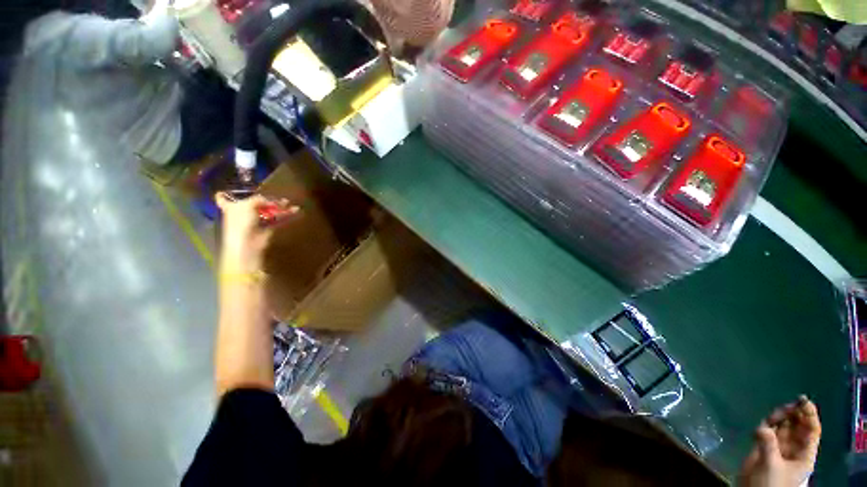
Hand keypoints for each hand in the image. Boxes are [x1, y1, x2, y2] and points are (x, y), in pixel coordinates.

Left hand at [215, 192, 297, 272]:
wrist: (248, 243)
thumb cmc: (241, 222)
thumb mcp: (248, 205)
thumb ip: (258, 199)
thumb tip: (268, 200)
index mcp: (230, 207)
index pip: (222, 199)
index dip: (224, 194)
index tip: (226, 190)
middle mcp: (241, 213)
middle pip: (252, 204)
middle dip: (264, 199)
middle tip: (276, 195)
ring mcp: (254, 221)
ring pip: (267, 211)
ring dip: (278, 207)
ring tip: (288, 202)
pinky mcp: (266, 228)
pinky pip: (276, 219)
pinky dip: (284, 216)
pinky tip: (293, 211)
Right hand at [739, 396, 820, 486]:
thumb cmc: (770, 483)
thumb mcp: (770, 465)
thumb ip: (767, 444)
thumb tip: (762, 426)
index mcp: (804, 454)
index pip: (811, 431)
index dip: (809, 415)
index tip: (804, 401)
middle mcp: (794, 449)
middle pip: (798, 427)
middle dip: (796, 414)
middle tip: (792, 402)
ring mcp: (780, 448)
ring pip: (784, 427)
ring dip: (783, 417)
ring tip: (780, 410)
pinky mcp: (766, 448)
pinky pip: (770, 431)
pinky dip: (770, 423)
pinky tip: (768, 419)